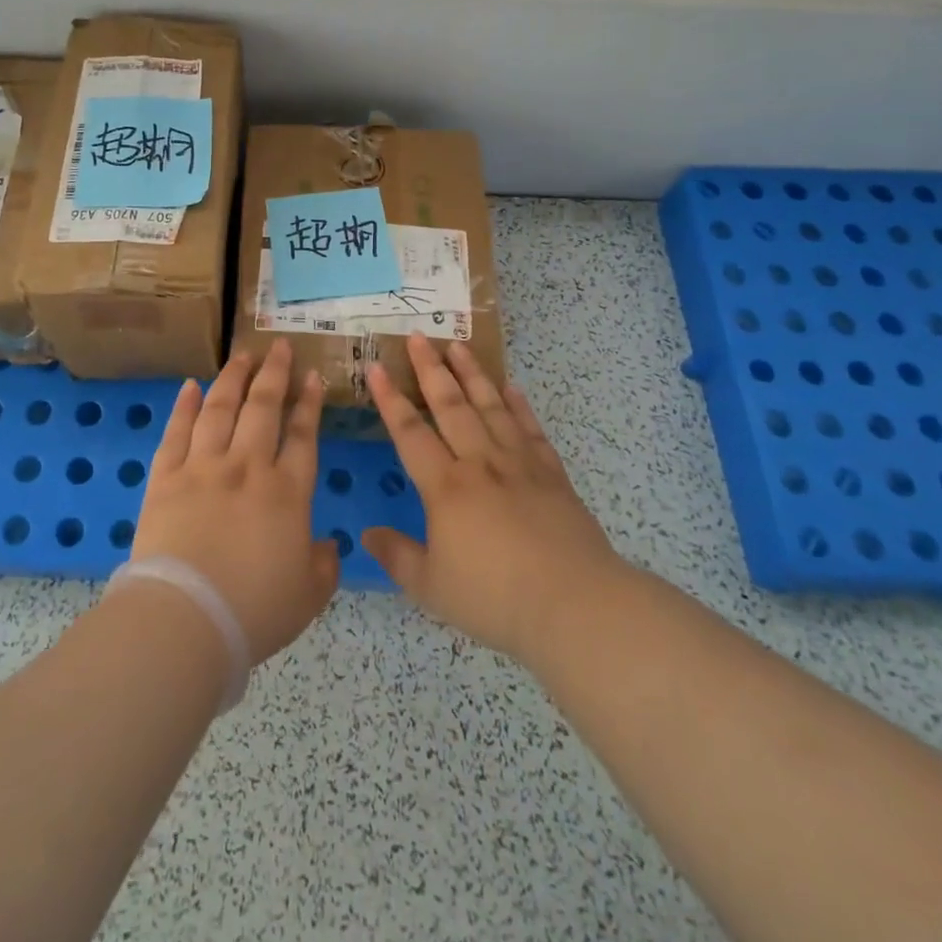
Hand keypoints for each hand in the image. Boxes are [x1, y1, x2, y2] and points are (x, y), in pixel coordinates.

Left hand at [128, 341, 340, 665]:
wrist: (186, 619)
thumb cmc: (254, 611)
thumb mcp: (309, 596)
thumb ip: (324, 566)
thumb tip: (329, 545)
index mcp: (287, 492)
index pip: (303, 435)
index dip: (309, 403)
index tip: (312, 376)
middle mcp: (247, 467)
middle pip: (263, 408)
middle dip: (274, 374)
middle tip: (278, 346)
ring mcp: (203, 467)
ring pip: (220, 409)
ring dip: (233, 378)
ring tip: (241, 355)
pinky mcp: (165, 477)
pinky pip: (176, 432)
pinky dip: (184, 406)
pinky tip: (190, 385)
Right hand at [362, 334, 628, 668]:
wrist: (574, 605)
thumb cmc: (494, 598)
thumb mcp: (431, 587)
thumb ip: (397, 556)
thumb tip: (366, 534)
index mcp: (445, 487)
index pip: (409, 432)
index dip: (389, 399)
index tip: (376, 367)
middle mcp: (479, 463)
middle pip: (451, 406)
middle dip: (431, 369)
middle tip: (419, 336)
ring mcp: (519, 464)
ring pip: (490, 407)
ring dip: (473, 374)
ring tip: (458, 346)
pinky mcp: (551, 475)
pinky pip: (530, 430)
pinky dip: (519, 406)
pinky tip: (512, 388)